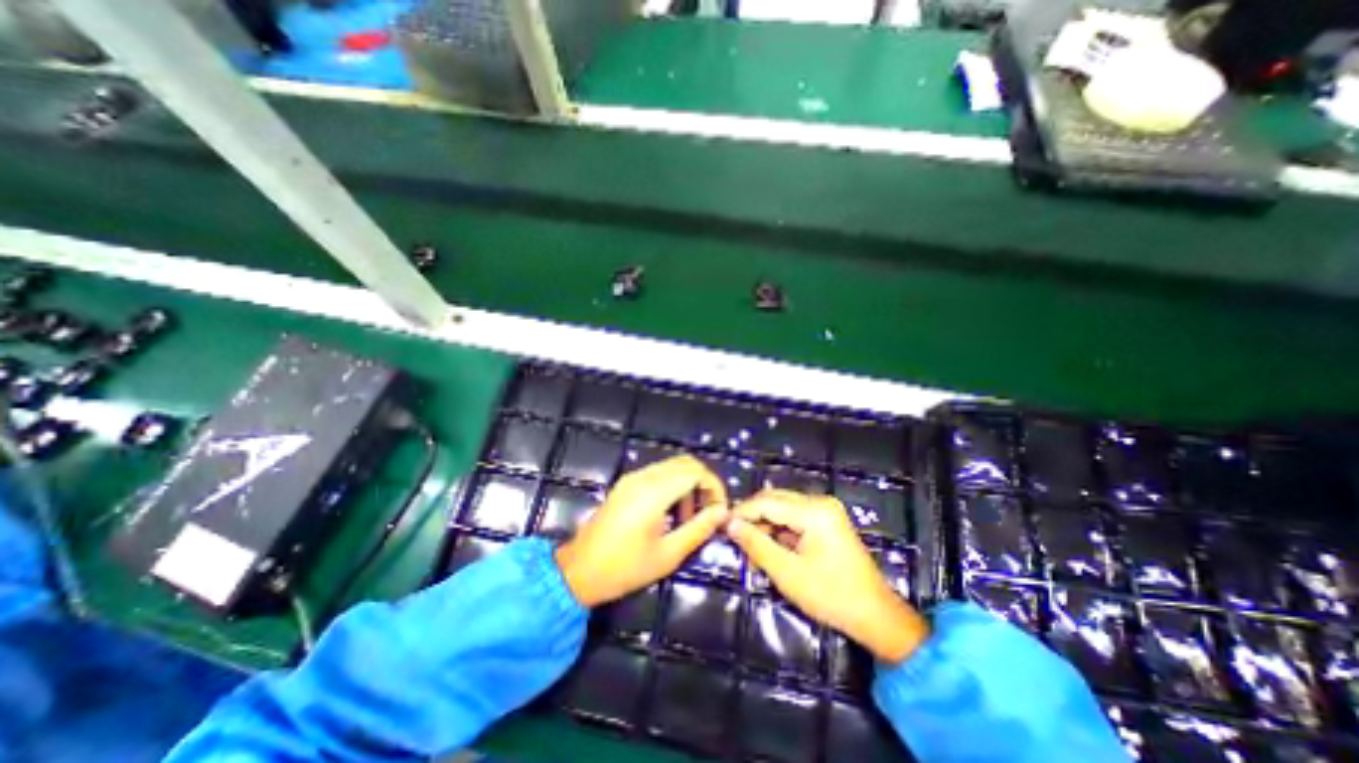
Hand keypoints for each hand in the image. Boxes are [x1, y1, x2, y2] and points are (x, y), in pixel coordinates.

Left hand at [557, 453, 733, 607]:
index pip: (696, 471)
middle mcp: (643, 476)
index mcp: (654, 492)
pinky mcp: (626, 483)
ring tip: (688, 517)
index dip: (714, 486)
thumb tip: (722, 512)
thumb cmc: (624, 568)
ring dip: (688, 484)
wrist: (578, 571)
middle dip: (703, 483)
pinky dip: (673, 485)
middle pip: (686, 463)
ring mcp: (632, 478)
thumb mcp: (668, 554)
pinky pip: (658, 473)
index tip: (720, 510)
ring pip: (672, 466)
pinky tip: (671, 512)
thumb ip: (698, 529)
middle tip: (708, 511)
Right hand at [727, 490, 930, 665]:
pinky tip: (770, 548)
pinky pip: (794, 517)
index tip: (721, 526)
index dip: (742, 512)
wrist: (877, 616)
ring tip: (751, 550)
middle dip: (753, 517)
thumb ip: (756, 545)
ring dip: (765, 524)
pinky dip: (779, 530)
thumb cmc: (831, 596)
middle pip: (775, 500)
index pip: (767, 502)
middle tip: (734, 537)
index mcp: (814, 511)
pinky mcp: (827, 520)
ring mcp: (825, 510)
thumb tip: (730, 524)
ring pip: (783, 508)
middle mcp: (820, 502)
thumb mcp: (787, 573)